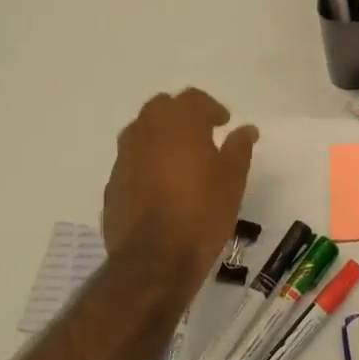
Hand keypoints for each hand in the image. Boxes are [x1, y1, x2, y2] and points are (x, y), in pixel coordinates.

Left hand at [102, 88, 257, 283]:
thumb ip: (239, 148)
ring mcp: (124, 157)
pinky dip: (148, 163)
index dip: (211, 108)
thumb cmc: (202, 211)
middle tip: (203, 136)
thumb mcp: (233, 178)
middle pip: (162, 108)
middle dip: (182, 116)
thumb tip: (245, 129)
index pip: (194, 98)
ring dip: (162, 137)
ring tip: (182, 160)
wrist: (155, 260)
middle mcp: (145, 131)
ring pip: (143, 132)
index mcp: (178, 122)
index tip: (224, 124)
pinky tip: (163, 187)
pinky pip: (133, 161)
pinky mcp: (113, 184)